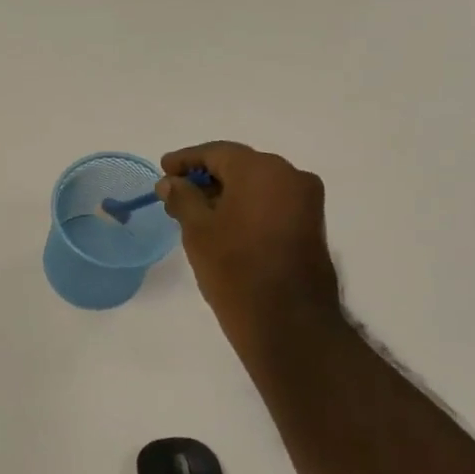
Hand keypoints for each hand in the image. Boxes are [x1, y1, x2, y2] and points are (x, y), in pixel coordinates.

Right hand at [157, 142, 343, 365]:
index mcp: (262, 169)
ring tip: (196, 213)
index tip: (163, 169)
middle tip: (176, 194)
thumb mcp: (198, 231)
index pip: (217, 152)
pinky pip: (272, 203)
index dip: (186, 159)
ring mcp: (306, 201)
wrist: (288, 321)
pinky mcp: (311, 225)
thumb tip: (171, 182)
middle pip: (241, 165)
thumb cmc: (235, 269)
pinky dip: (247, 206)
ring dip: (227, 193)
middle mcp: (291, 175)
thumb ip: (182, 198)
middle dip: (207, 177)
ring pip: (258, 185)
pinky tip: (224, 225)